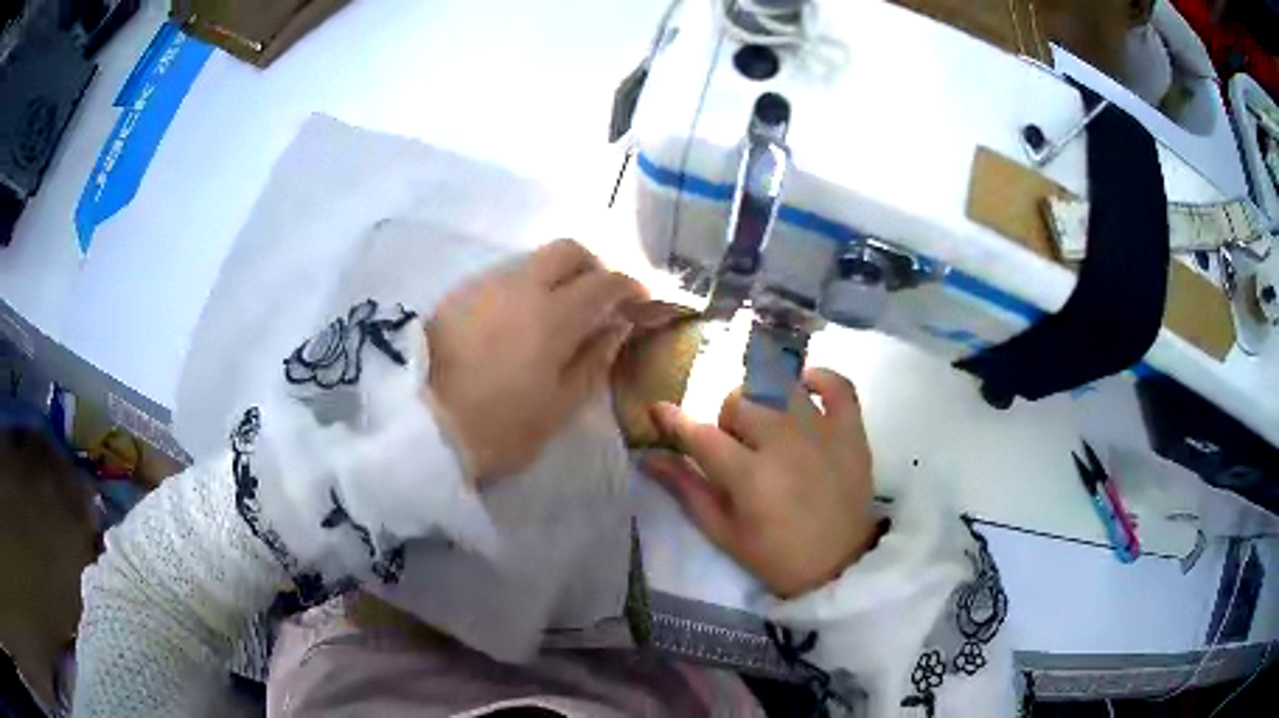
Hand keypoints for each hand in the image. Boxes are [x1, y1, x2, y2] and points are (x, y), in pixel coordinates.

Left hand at [426, 239, 645, 484]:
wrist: (416, 426)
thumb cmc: (497, 428)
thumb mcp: (557, 408)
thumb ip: (592, 361)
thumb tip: (615, 327)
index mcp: (554, 315)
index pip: (604, 282)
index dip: (628, 287)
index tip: (639, 301)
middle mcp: (522, 285)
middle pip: (569, 250)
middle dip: (594, 266)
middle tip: (600, 300)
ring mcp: (486, 284)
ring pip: (534, 259)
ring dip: (558, 274)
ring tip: (560, 313)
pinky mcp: (460, 293)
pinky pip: (506, 274)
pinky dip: (527, 285)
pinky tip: (521, 320)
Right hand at [642, 369, 878, 597]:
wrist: (840, 564)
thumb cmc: (776, 555)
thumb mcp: (724, 532)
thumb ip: (687, 489)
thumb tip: (648, 457)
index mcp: (749, 475)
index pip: (700, 434)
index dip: (674, 421)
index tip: (659, 412)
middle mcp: (784, 442)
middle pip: (738, 402)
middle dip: (727, 422)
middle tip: (737, 449)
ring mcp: (822, 430)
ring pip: (778, 385)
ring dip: (763, 400)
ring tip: (769, 427)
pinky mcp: (851, 428)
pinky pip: (836, 382)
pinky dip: (817, 378)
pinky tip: (803, 390)